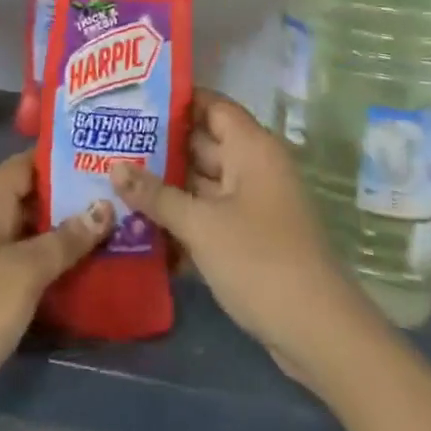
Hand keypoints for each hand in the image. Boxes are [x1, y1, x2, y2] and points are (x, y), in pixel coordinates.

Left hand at [0, 152, 110, 430]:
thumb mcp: (24, 272)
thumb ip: (65, 239)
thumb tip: (104, 205)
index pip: (28, 162)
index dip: (62, 156)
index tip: (103, 156)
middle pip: (33, 196)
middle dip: (73, 196)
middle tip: (121, 196)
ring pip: (32, 232)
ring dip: (67, 232)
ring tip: (116, 230)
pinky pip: (25, 264)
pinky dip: (53, 263)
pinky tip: (86, 273)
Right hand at [110, 90, 381, 395]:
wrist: (317, 331)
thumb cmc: (259, 260)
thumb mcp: (200, 224)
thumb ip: (156, 195)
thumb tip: (114, 167)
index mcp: (251, 148)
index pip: (211, 105)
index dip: (176, 100)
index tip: (134, 99)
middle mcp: (254, 167)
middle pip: (203, 143)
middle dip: (161, 145)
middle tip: (112, 140)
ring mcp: (254, 204)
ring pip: (203, 182)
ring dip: (167, 184)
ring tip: (116, 178)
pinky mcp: (251, 237)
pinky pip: (211, 214)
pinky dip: (183, 216)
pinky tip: (141, 223)